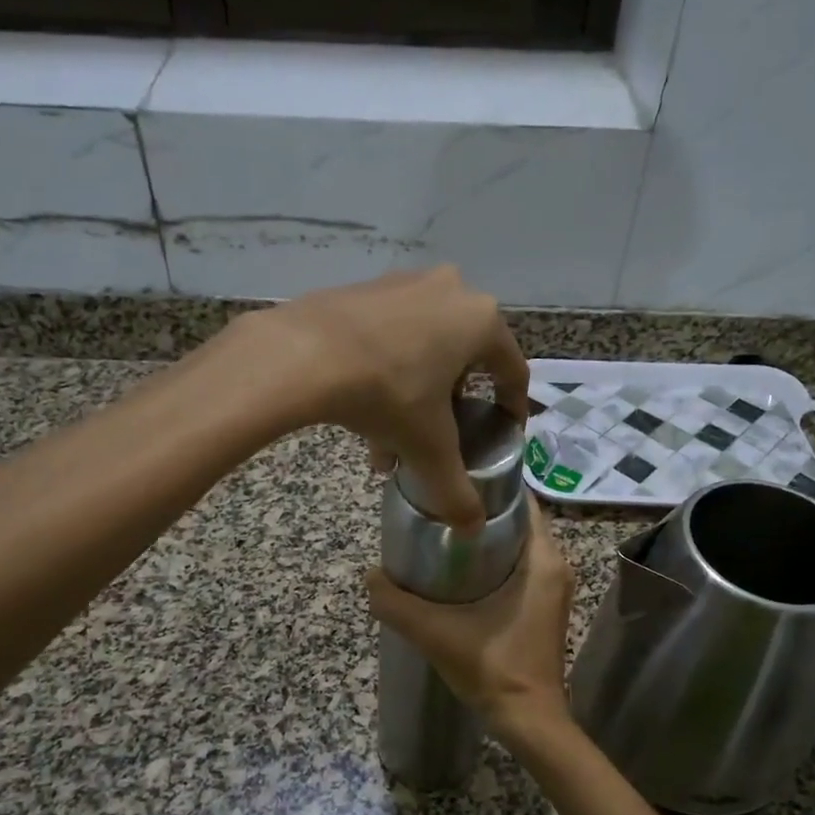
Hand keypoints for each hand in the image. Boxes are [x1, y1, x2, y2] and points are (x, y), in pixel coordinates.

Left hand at [244, 266, 530, 528]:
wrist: (302, 354)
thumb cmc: (387, 394)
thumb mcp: (428, 448)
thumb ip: (455, 490)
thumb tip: (474, 529)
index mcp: (480, 321)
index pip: (512, 370)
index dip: (511, 407)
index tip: (501, 432)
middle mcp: (449, 291)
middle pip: (461, 363)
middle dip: (447, 410)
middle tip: (434, 442)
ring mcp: (403, 284)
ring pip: (421, 352)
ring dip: (412, 399)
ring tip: (387, 446)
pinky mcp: (363, 289)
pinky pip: (388, 337)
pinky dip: (384, 374)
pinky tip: (360, 415)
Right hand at [366, 498, 574, 745]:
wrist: (529, 722)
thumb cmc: (495, 670)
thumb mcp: (437, 633)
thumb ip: (398, 604)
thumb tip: (369, 577)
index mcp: (543, 561)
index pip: (522, 502)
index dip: (488, 487)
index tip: (452, 483)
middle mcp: (555, 567)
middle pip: (516, 523)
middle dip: (479, 513)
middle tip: (437, 508)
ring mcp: (552, 589)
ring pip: (517, 547)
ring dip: (484, 539)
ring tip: (441, 533)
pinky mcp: (544, 608)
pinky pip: (519, 569)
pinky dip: (492, 562)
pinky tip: (457, 571)